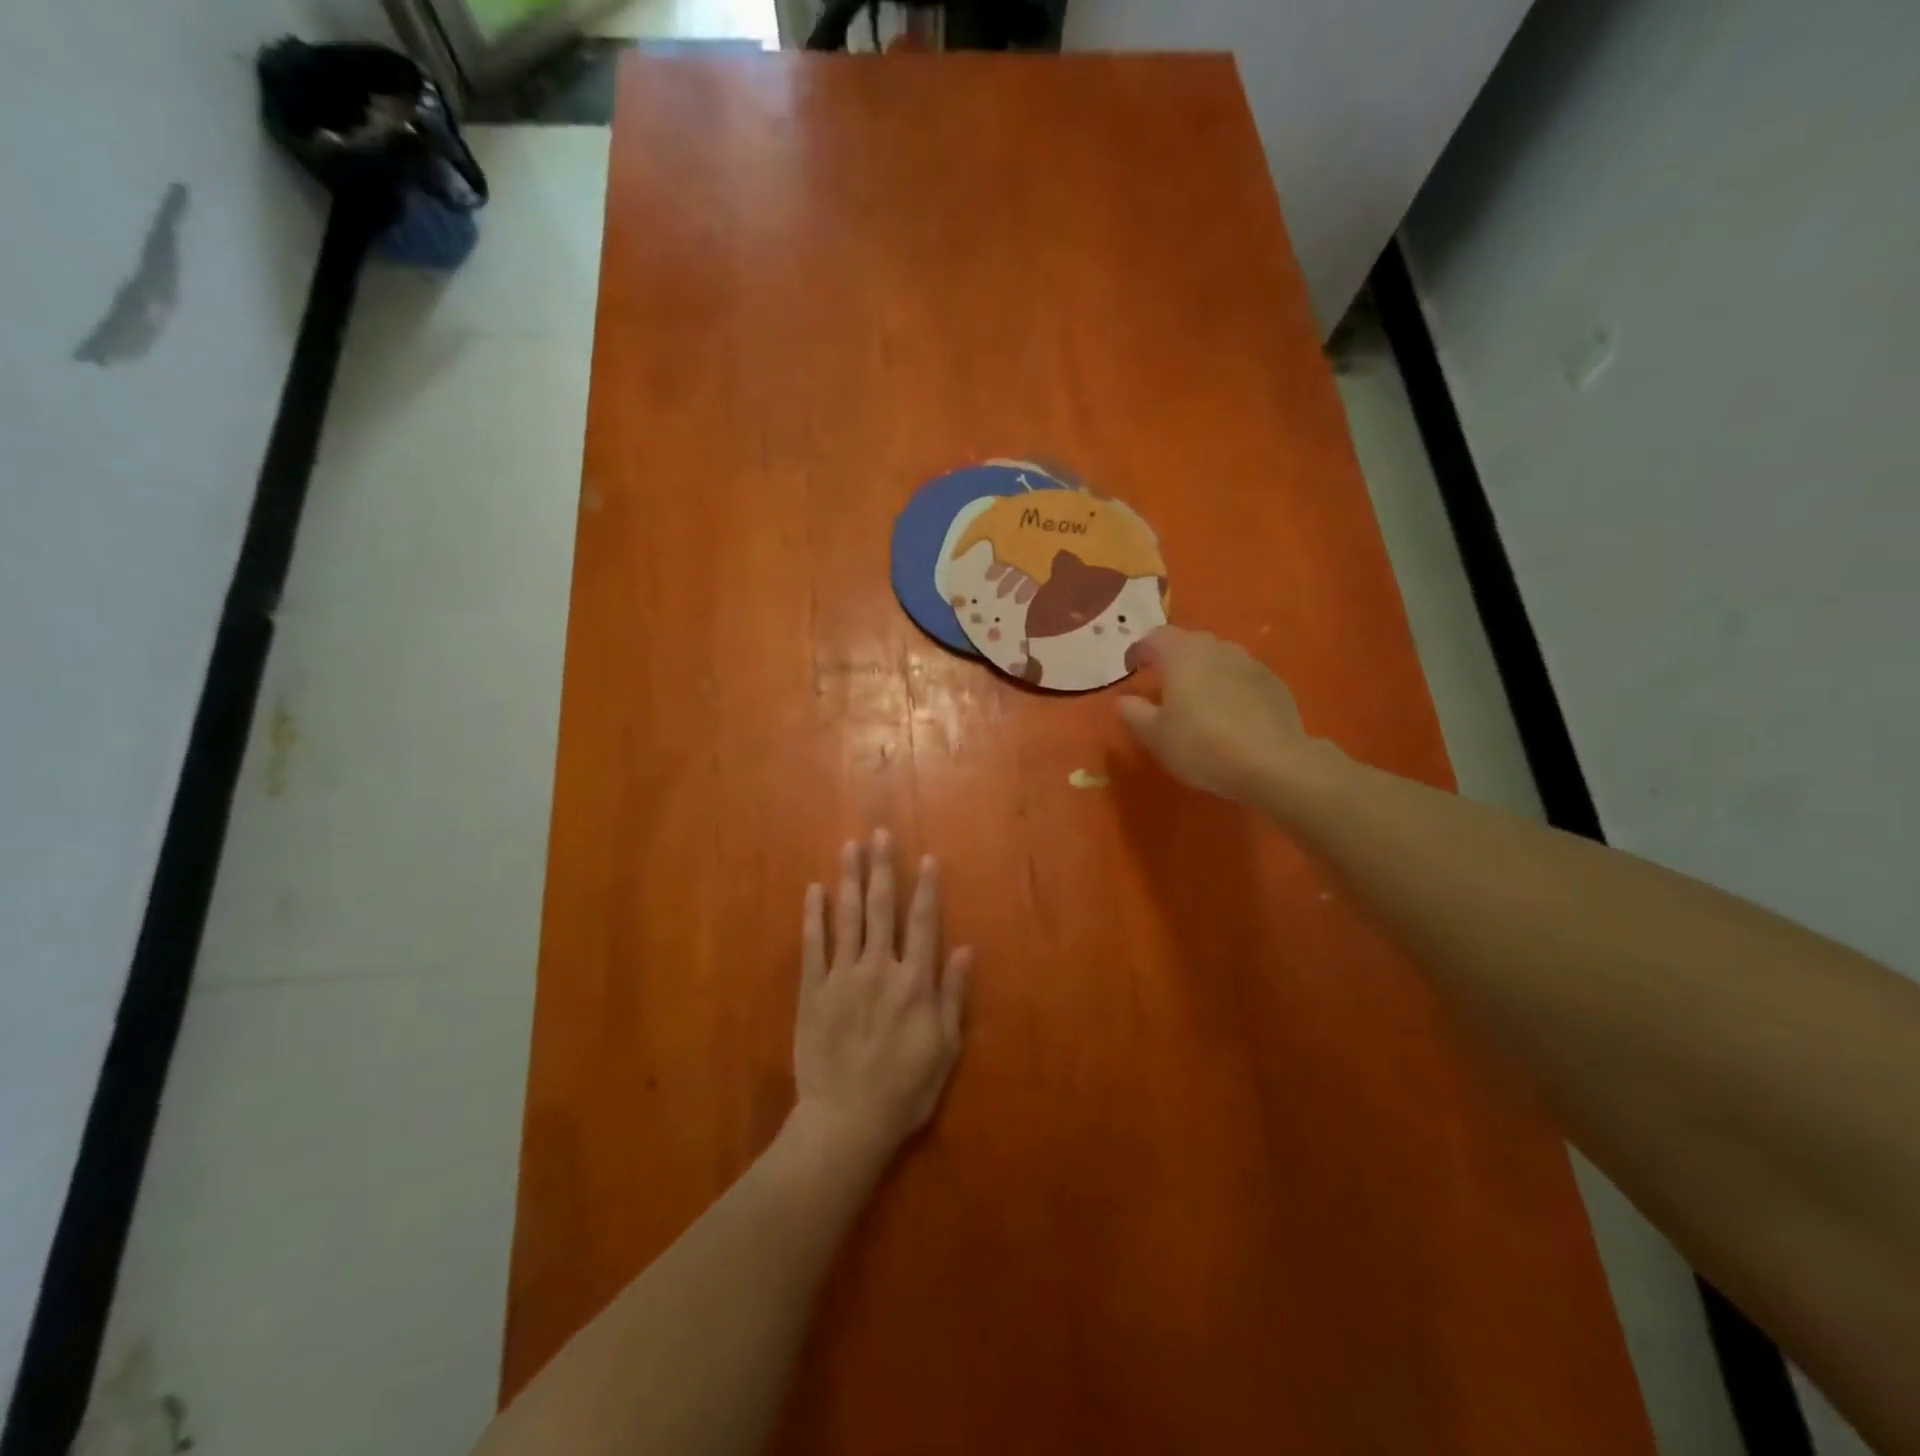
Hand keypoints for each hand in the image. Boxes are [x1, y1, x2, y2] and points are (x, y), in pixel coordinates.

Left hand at [793, 830, 970, 1171]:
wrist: (846, 1121)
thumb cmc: (904, 1090)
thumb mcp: (944, 1048)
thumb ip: (953, 995)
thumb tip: (964, 948)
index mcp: (914, 983)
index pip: (923, 923)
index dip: (926, 888)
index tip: (926, 857)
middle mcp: (879, 968)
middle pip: (881, 908)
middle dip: (882, 868)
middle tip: (880, 834)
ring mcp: (842, 977)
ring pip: (847, 917)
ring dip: (849, 879)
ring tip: (849, 847)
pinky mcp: (812, 991)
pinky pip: (813, 945)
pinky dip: (814, 915)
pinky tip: (814, 890)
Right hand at [1119, 626, 1329, 803]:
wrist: (1272, 763)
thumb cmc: (1201, 745)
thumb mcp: (1154, 735)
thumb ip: (1133, 712)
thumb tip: (1124, 699)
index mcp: (1181, 653)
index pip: (1152, 637)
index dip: (1137, 651)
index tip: (1131, 670)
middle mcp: (1216, 647)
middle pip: (1187, 643)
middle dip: (1171, 659)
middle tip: (1162, 685)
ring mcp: (1249, 662)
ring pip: (1216, 658)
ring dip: (1202, 672)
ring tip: (1197, 701)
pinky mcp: (1273, 681)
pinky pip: (1240, 676)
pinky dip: (1228, 687)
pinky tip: (1229, 715)